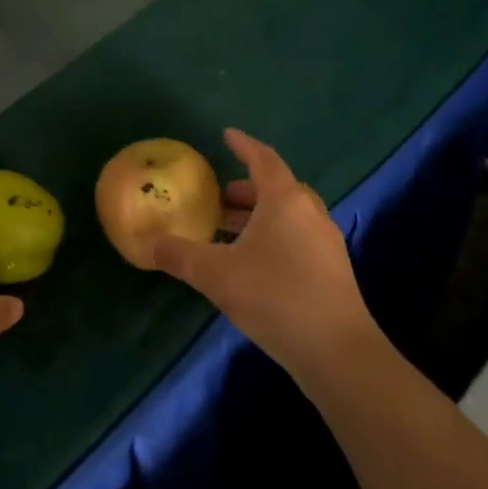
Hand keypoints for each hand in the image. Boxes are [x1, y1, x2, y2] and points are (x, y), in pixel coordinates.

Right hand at [153, 129, 387, 383]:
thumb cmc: (275, 297)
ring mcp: (325, 242)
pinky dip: (271, 237)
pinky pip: (296, 237)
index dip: (243, 145)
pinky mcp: (332, 270)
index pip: (263, 159)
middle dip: (244, 189)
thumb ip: (179, 255)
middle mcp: (309, 213)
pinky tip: (250, 264)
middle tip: (215, 199)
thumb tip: (150, 243)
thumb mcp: (216, 275)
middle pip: (276, 188)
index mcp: (285, 201)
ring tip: (225, 232)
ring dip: (257, 217)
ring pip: (287, 216)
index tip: (226, 135)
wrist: (337, 352)